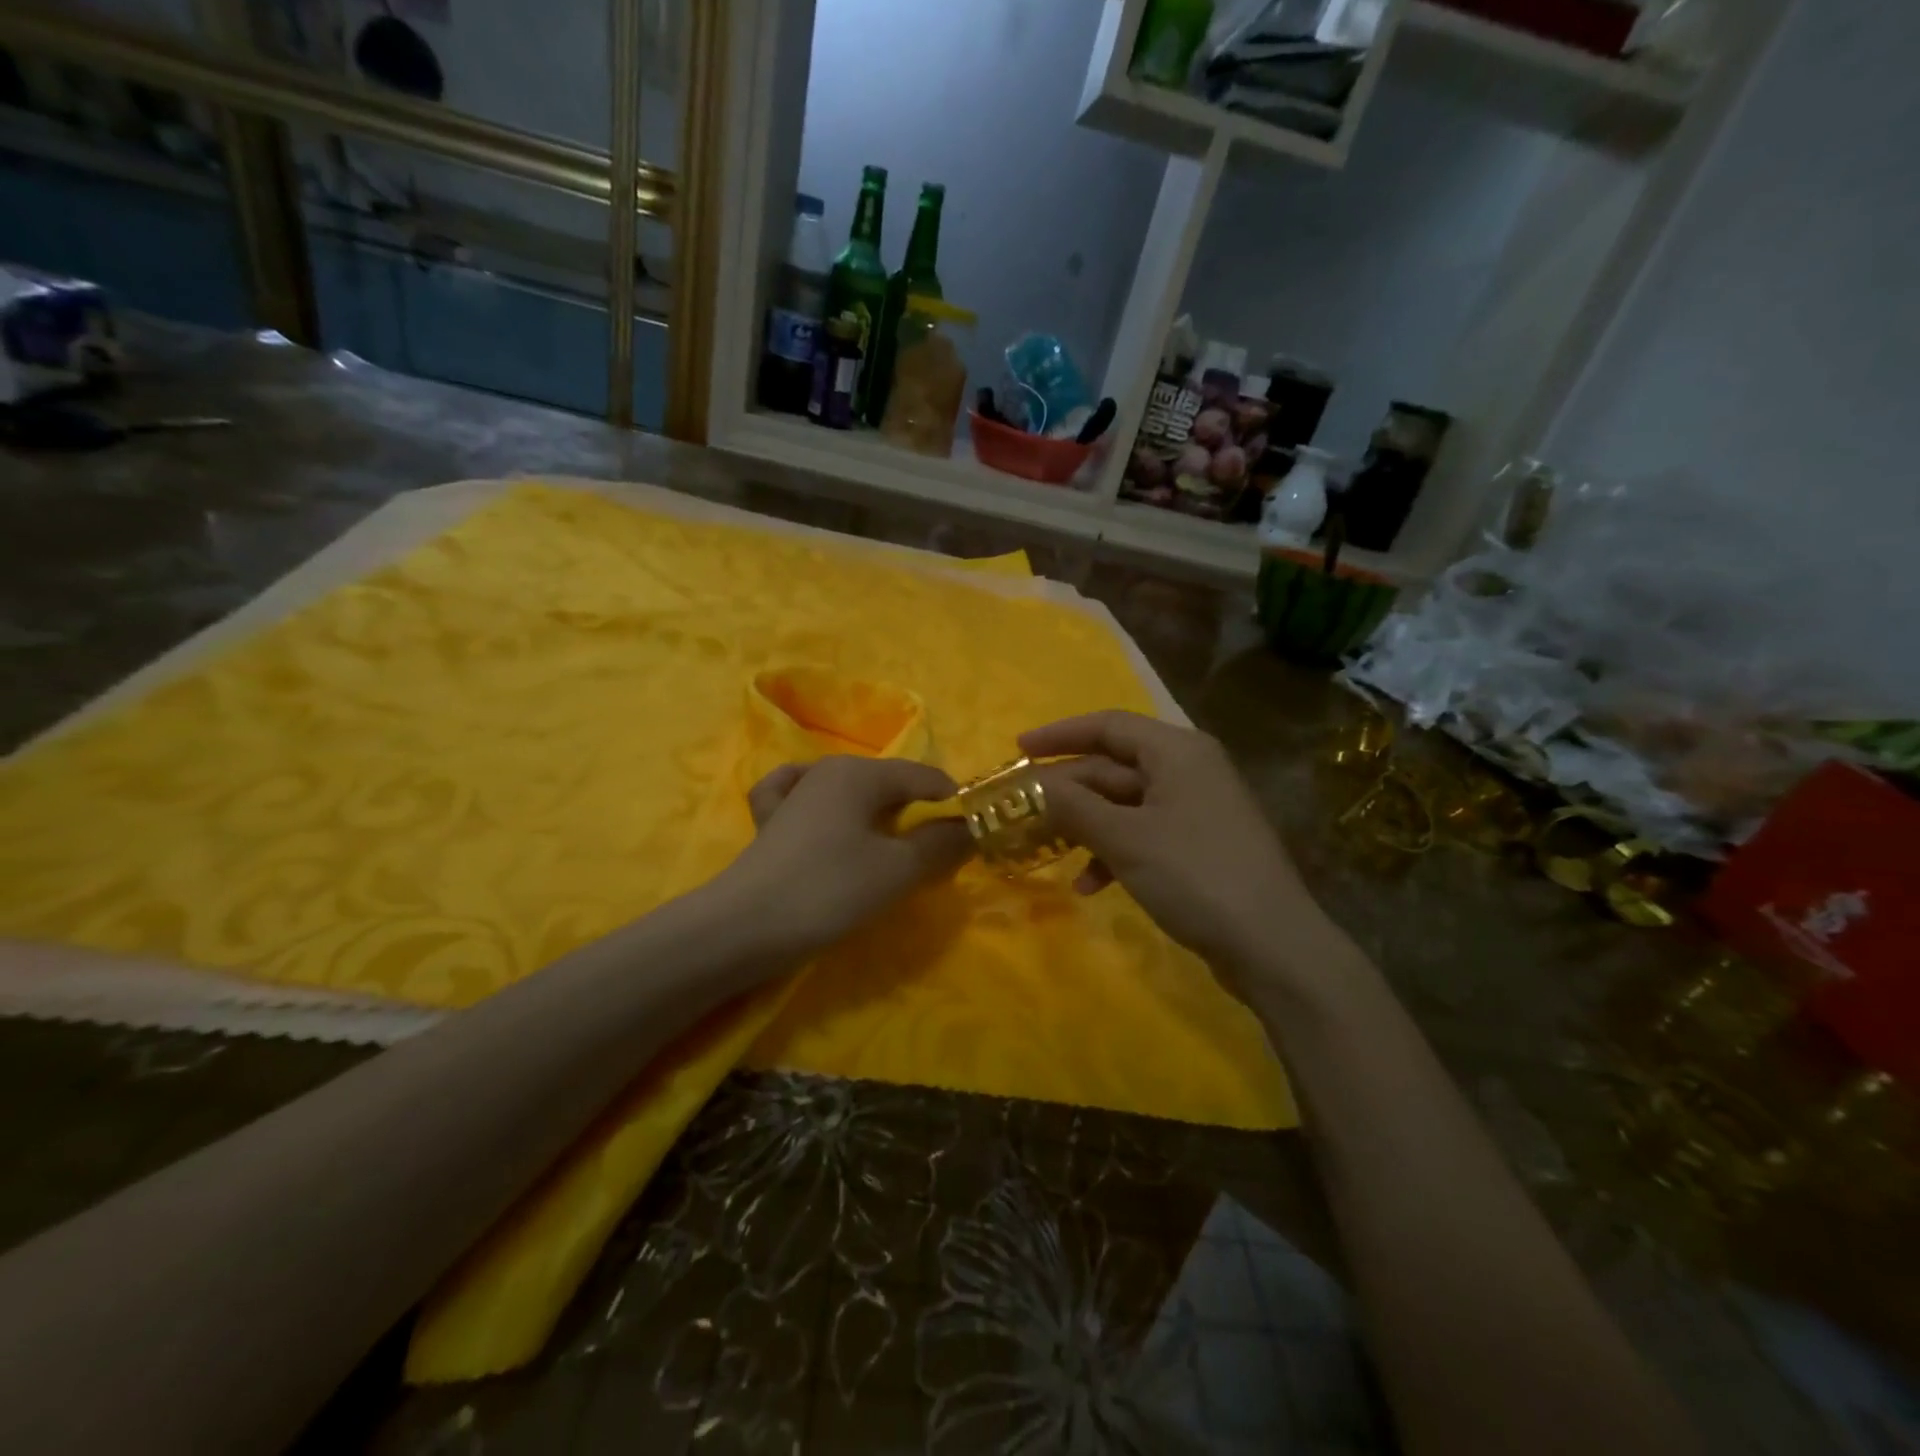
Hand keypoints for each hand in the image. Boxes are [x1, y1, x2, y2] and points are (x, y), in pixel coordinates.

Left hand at [724, 756, 972, 956]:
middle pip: (891, 785)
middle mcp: (826, 769)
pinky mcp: (770, 820)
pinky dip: (824, 808)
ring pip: (852, 793)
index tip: (968, 844)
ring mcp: (794, 792)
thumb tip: (970, 828)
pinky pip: (804, 800)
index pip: (927, 778)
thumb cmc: (828, 891)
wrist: (741, 928)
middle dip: (918, 817)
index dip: (954, 807)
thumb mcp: (897, 870)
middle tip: (931, 860)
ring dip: (878, 818)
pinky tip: (825, 819)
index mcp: (861, 772)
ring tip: (889, 851)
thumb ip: (940, 844)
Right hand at [1022, 711, 1345, 991]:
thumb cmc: (1195, 875)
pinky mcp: (1199, 845)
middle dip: (1067, 790)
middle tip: (1023, 809)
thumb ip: (1074, 806)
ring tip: (1048, 850)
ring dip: (1086, 825)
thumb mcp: (1124, 838)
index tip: (1018, 750)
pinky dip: (1114, 851)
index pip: (1108, 725)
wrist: (1272, 945)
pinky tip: (1091, 885)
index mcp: (1177, 751)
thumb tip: (1035, 784)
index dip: (1059, 735)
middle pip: (1114, 766)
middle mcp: (1189, 769)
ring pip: (1125, 804)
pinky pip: (1144, 833)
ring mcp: (1197, 809)